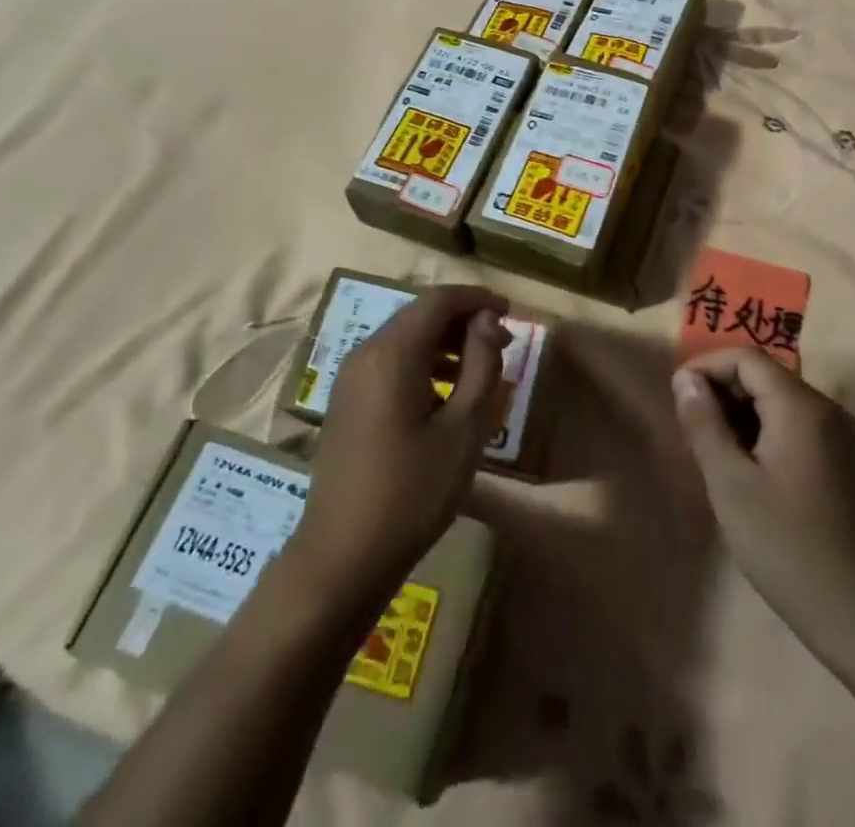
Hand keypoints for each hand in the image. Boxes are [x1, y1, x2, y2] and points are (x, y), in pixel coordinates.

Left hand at [292, 286, 509, 600]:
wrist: (342, 556)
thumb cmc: (412, 492)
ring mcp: (350, 377)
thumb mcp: (464, 429)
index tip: (511, 312)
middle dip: (464, 320)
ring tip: (482, 367)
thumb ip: (482, 365)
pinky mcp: (347, 401)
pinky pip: (390, 362)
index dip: (478, 299)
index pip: (439, 300)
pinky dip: (422, 362)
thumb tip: (487, 321)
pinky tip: (446, 393)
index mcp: (393, 353)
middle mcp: (366, 353)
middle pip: (420, 314)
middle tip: (504, 341)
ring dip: (445, 342)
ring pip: (405, 338)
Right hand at [673, 348, 854, 627]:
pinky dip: (761, 432)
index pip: (746, 358)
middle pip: (763, 375)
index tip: (677, 397)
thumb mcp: (730, 484)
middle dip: (721, 391)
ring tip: (708, 451)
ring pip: (777, 401)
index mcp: (800, 406)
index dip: (706, 366)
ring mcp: (837, 436)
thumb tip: (686, 381)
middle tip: (688, 428)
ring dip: (739, 414)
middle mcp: (824, 409)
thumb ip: (704, 424)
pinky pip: (792, 426)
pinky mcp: (840, 462)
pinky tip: (742, 469)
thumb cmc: (787, 545)